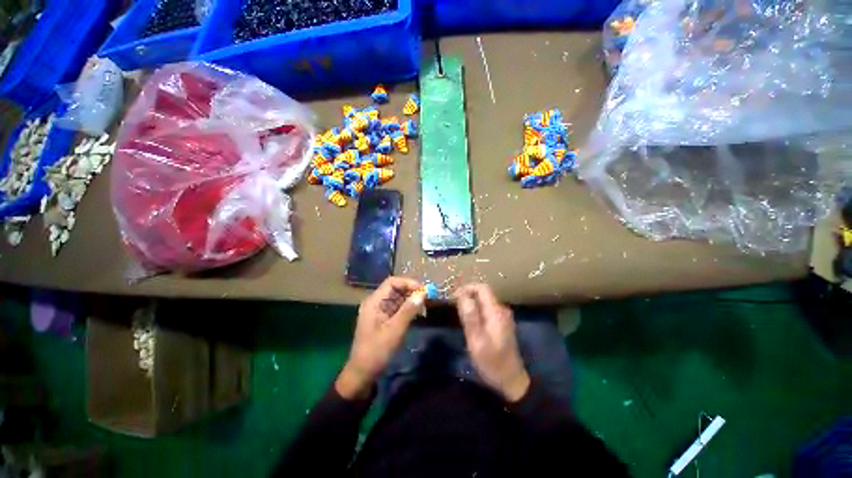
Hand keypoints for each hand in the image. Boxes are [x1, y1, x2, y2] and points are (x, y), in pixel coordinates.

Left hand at [336, 277, 424, 399]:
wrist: (363, 374)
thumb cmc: (377, 351)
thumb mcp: (395, 330)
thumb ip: (409, 310)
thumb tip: (423, 292)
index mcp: (374, 302)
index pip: (392, 283)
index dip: (408, 283)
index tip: (423, 290)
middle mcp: (376, 303)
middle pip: (395, 289)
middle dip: (411, 291)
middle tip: (427, 297)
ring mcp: (379, 311)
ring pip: (398, 298)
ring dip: (411, 299)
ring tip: (425, 305)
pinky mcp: (384, 319)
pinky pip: (397, 308)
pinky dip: (408, 308)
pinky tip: (418, 313)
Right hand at [454, 284, 529, 401]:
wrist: (511, 380)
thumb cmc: (492, 362)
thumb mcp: (477, 341)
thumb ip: (470, 317)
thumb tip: (462, 295)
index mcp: (496, 312)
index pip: (482, 288)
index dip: (467, 288)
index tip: (454, 297)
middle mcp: (501, 310)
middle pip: (483, 293)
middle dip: (467, 295)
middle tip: (454, 306)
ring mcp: (503, 316)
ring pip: (484, 301)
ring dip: (471, 303)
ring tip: (459, 314)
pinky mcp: (501, 323)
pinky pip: (486, 309)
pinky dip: (476, 310)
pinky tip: (470, 321)